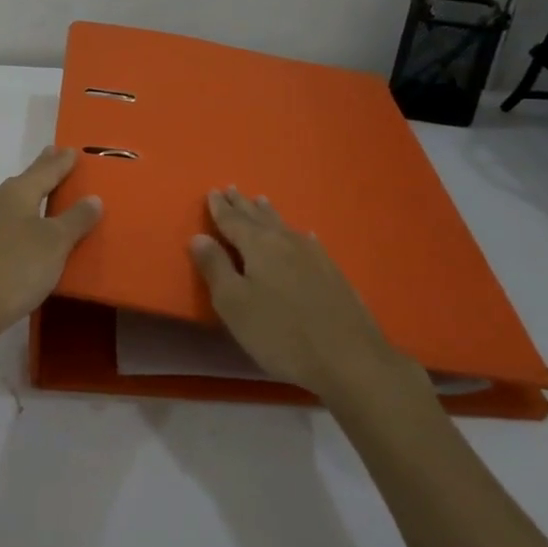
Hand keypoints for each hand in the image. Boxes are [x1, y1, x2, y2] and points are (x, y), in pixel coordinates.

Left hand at [0, 146, 102, 340]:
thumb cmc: (17, 267)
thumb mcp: (56, 243)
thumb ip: (76, 219)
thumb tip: (93, 198)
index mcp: (15, 193)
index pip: (44, 171)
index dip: (60, 162)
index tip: (71, 150)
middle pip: (22, 183)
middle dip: (40, 173)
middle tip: (53, 159)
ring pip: (7, 205)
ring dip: (24, 199)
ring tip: (38, 197)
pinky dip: (14, 224)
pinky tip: (16, 235)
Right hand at [190, 186, 421, 402]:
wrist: (349, 358)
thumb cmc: (280, 333)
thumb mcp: (234, 304)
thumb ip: (215, 267)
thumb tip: (198, 236)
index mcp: (259, 246)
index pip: (233, 221)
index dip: (220, 208)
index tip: (212, 192)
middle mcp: (286, 242)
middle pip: (259, 218)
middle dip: (243, 205)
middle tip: (232, 189)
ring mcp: (314, 256)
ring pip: (284, 226)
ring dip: (269, 213)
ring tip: (261, 200)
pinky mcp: (332, 273)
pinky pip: (307, 242)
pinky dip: (297, 234)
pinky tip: (304, 235)